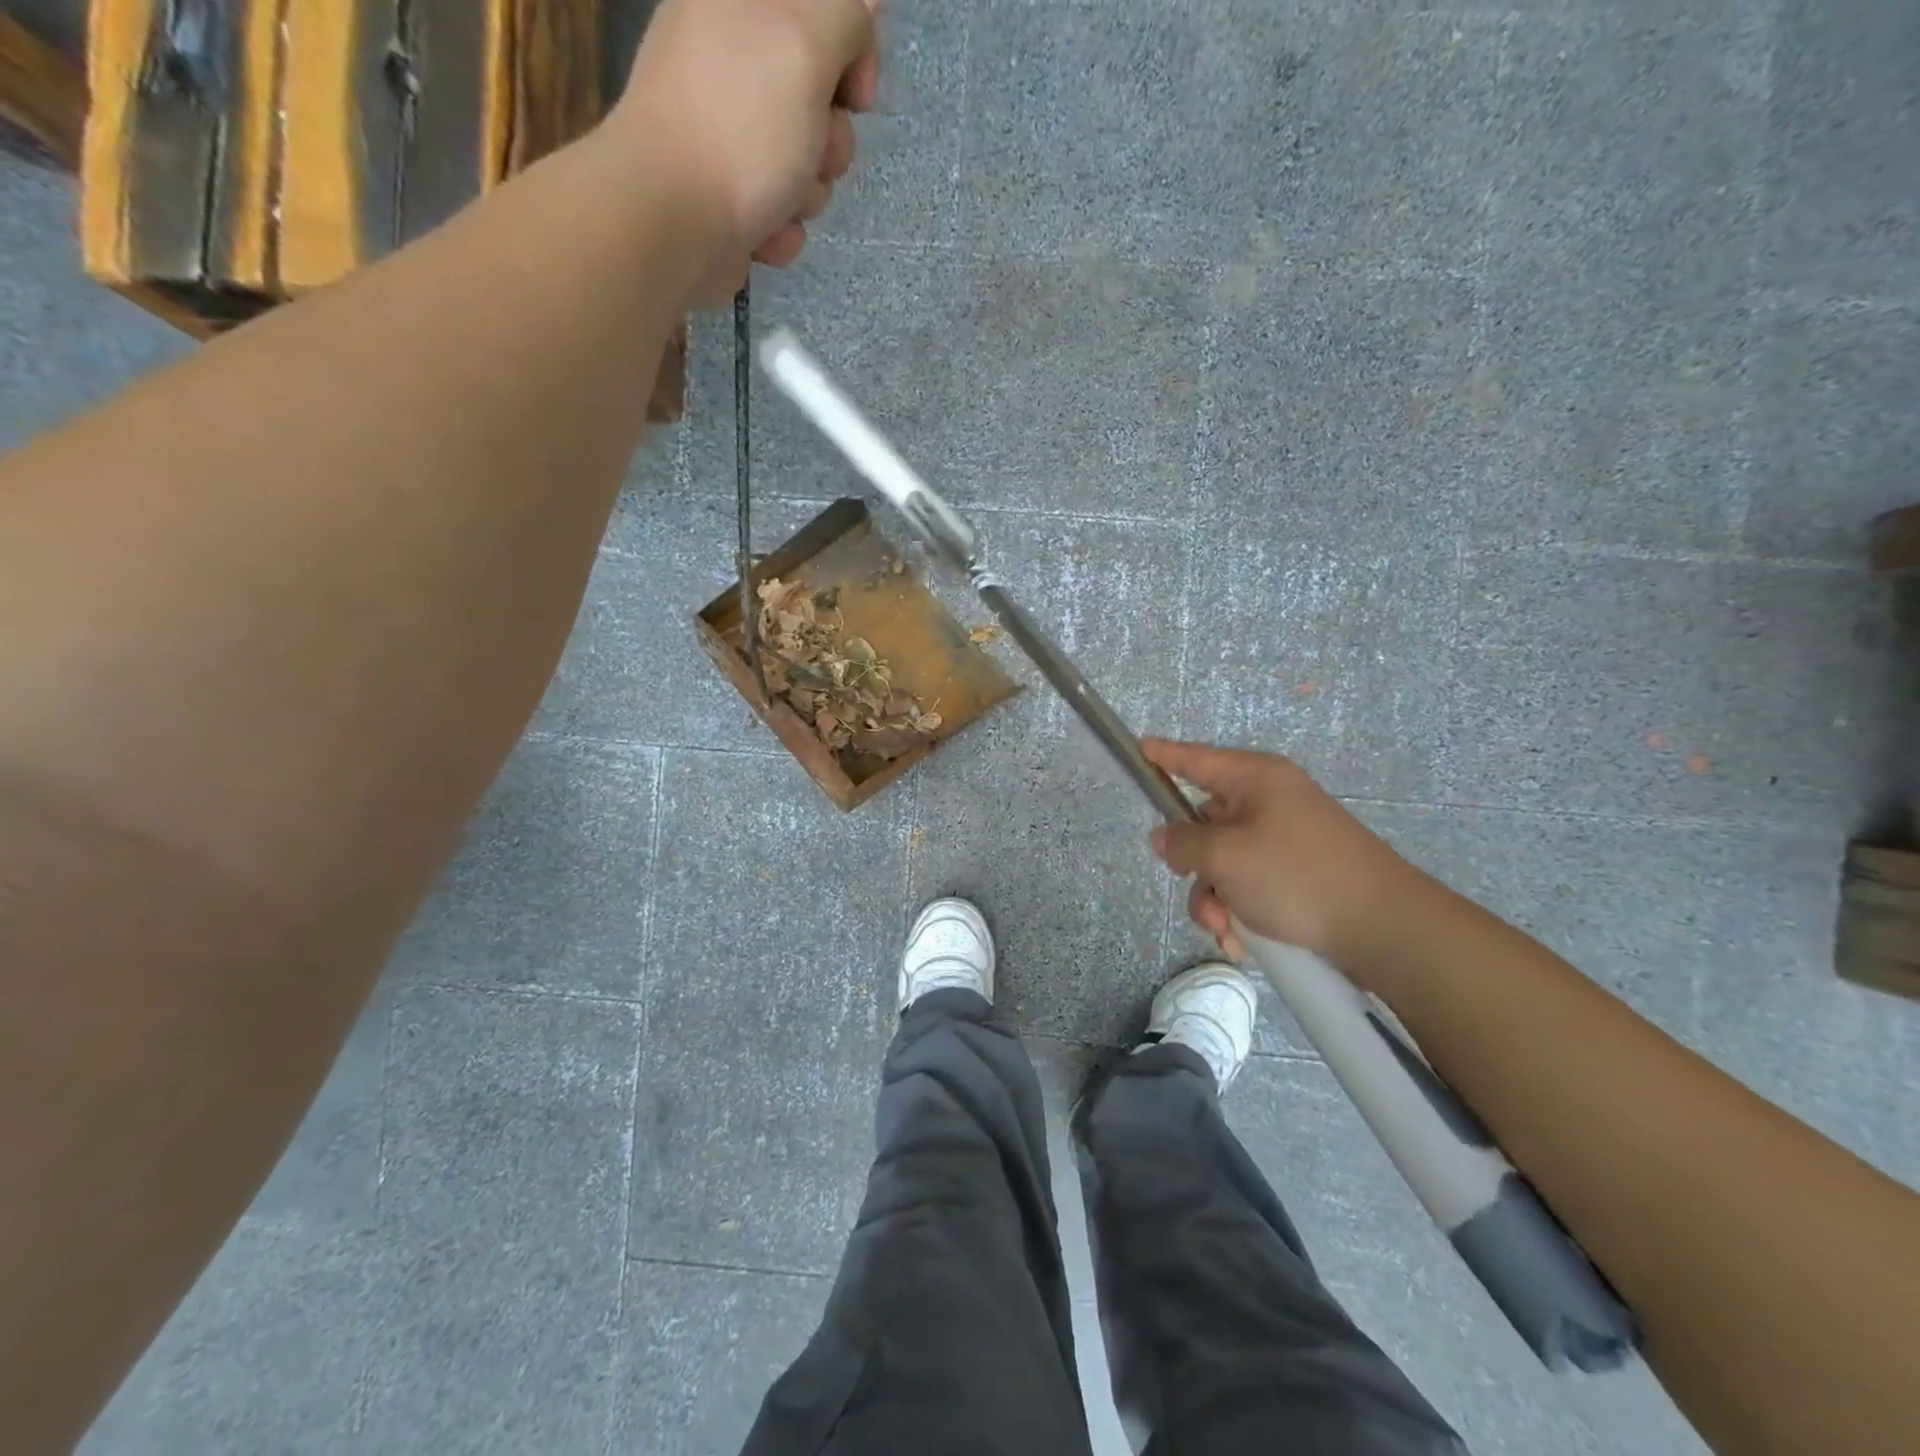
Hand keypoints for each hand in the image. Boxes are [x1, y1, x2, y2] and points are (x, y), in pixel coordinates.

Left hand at [616, 0, 879, 302]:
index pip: (822, 15)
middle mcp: (732, 64)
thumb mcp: (805, 44)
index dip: (852, 56)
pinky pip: (783, 211)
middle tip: (809, 152)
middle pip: (821, 103)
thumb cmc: (741, 127)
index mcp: (741, 7)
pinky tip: (762, 231)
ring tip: (778, 201)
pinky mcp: (731, 197)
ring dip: (806, 193)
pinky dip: (781, 227)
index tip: (853, 98)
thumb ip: (844, 15)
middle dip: (829, 141)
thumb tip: (861, 12)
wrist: (675, 222)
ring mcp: (730, 135)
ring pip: (806, 164)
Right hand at [1143, 740, 1430, 968]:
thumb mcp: (1226, 857)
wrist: (1384, 928)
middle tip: (1192, 884)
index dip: (1164, 755)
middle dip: (1193, 865)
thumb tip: (1164, 837)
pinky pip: (1249, 886)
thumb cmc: (1297, 876)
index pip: (1197, 759)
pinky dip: (1240, 912)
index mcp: (1256, 781)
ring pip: (1223, 864)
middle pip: (1205, 823)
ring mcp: (1285, 841)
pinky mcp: (1298, 876)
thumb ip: (1183, 843)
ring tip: (1228, 929)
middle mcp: (1270, 803)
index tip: (1138, 747)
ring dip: (1215, 899)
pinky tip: (1245, 941)